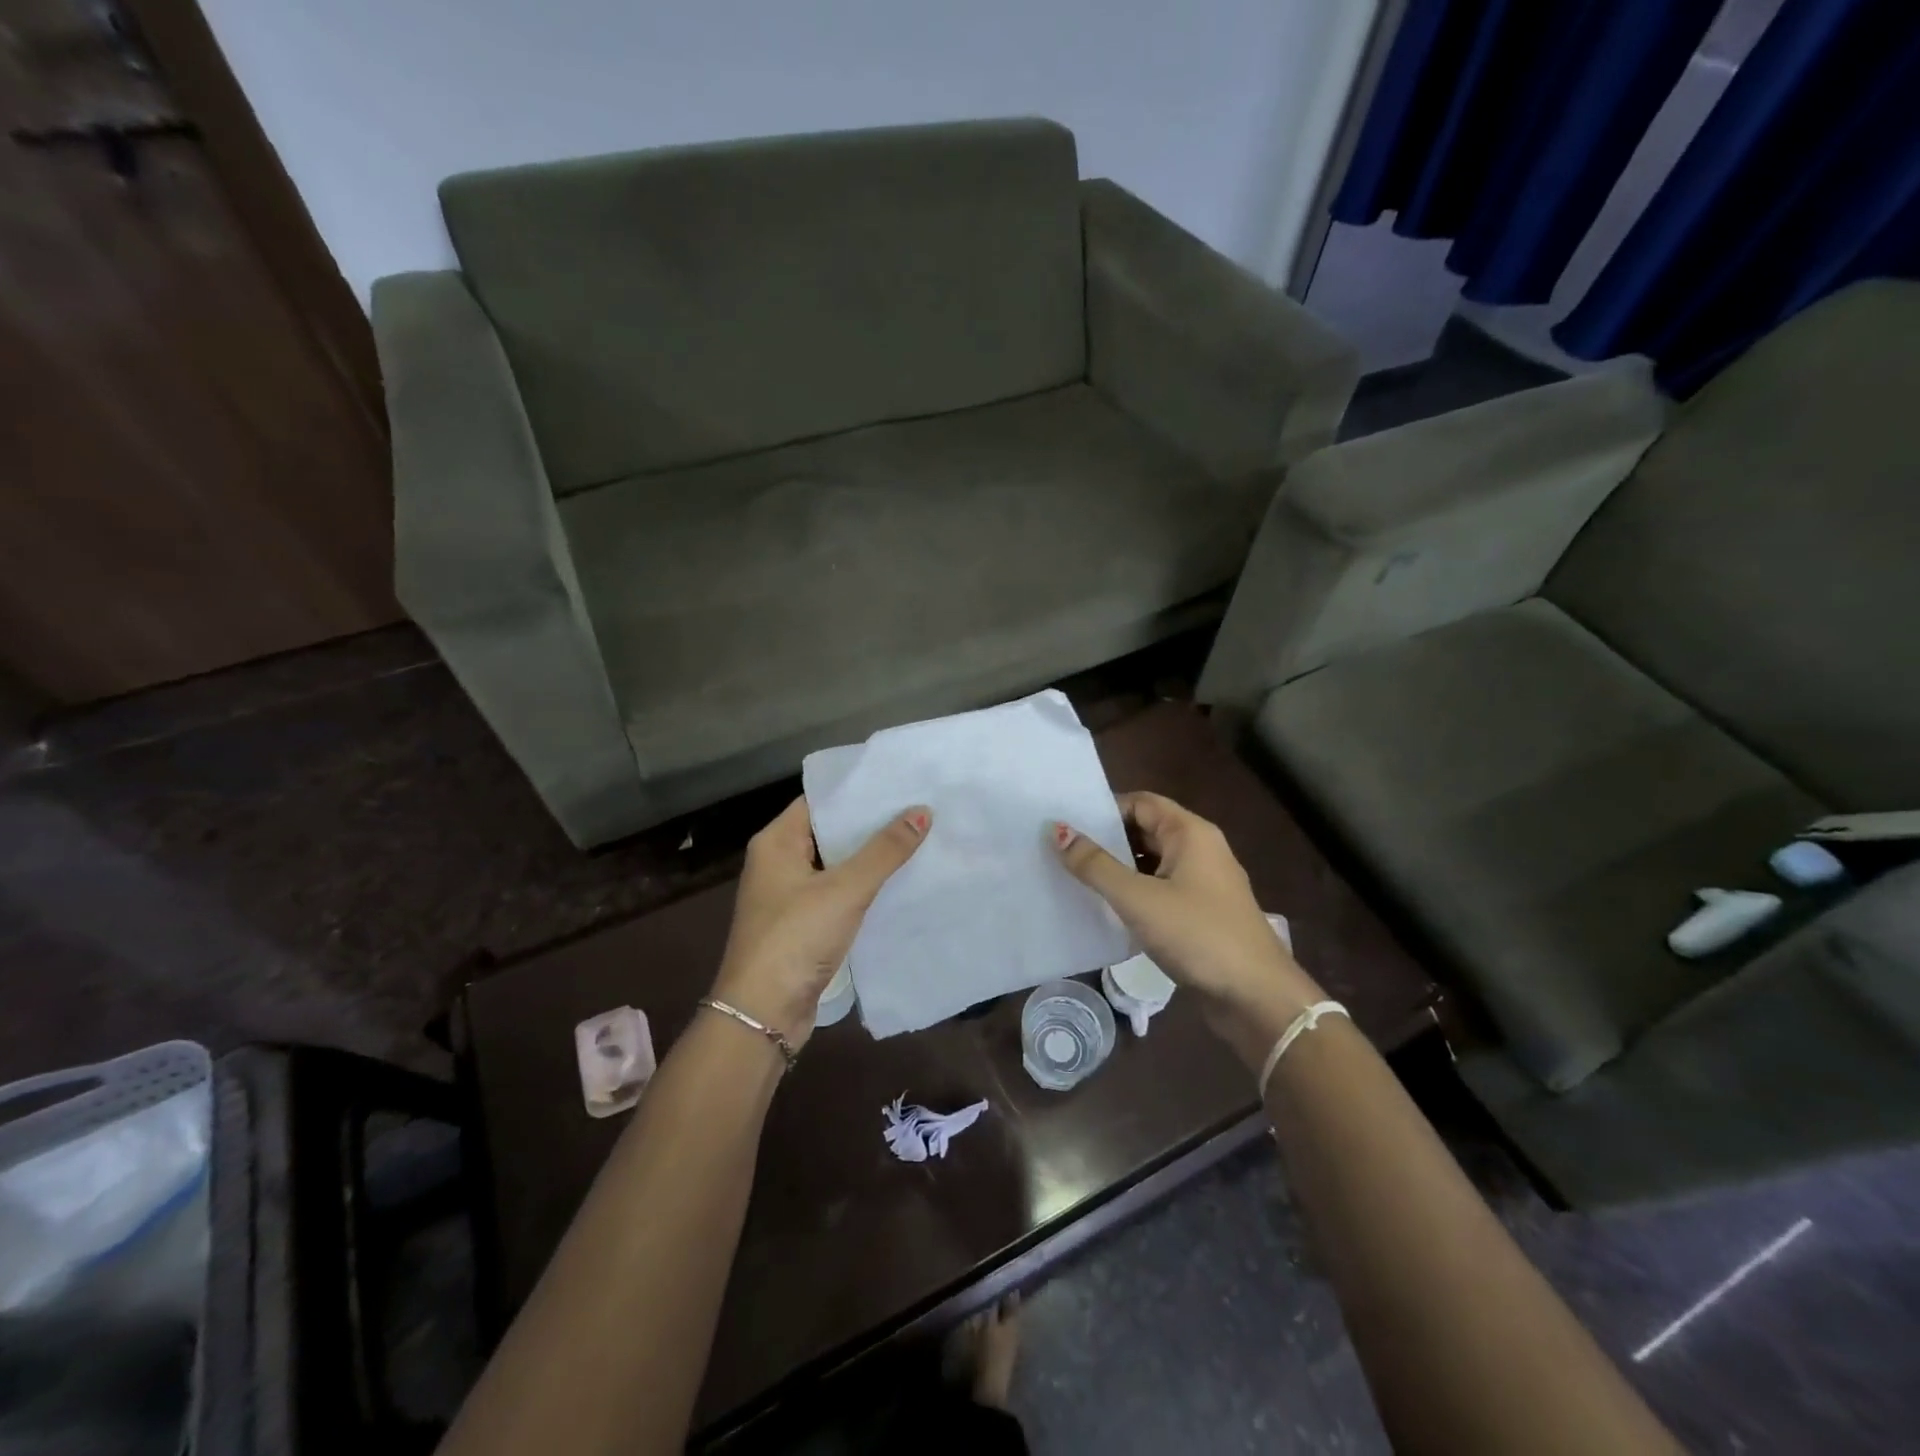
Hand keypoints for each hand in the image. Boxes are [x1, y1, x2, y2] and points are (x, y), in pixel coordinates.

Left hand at [711, 798, 930, 1048]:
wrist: (762, 1015)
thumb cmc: (796, 939)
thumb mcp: (845, 890)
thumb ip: (885, 851)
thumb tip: (922, 812)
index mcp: (776, 842)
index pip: (820, 801)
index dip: (858, 791)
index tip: (899, 782)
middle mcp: (778, 863)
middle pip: (830, 832)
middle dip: (871, 824)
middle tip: (919, 808)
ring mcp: (790, 896)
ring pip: (837, 865)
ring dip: (871, 857)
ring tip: (919, 838)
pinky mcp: (803, 925)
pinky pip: (838, 894)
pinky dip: (865, 887)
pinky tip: (900, 882)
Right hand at [1053, 792, 1324, 1065]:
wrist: (1256, 998)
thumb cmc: (1198, 935)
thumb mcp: (1139, 898)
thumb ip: (1095, 865)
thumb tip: (1057, 830)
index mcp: (1190, 833)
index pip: (1140, 802)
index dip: (1103, 810)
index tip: (1065, 824)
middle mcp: (1199, 849)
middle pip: (1144, 830)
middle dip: (1105, 840)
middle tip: (1061, 851)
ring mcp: (1202, 883)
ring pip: (1150, 863)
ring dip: (1117, 869)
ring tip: (1073, 878)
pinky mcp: (1200, 913)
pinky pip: (1159, 890)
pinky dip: (1133, 894)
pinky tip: (1105, 909)